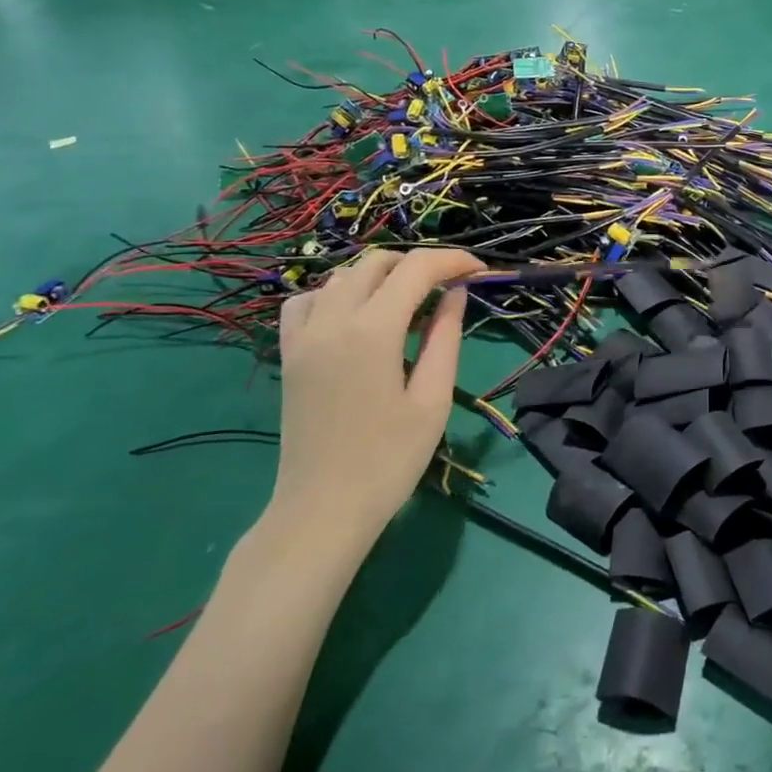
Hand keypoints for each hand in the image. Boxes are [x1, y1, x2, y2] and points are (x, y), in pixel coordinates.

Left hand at [270, 248, 483, 555]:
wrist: (323, 510)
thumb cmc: (389, 460)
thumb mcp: (432, 398)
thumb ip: (445, 336)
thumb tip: (456, 293)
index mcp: (372, 330)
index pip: (417, 269)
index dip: (453, 261)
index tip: (481, 270)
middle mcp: (332, 319)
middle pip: (378, 262)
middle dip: (420, 264)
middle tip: (451, 286)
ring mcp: (304, 335)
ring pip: (343, 275)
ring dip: (382, 275)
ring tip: (412, 300)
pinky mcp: (290, 353)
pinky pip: (308, 300)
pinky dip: (337, 293)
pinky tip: (357, 315)